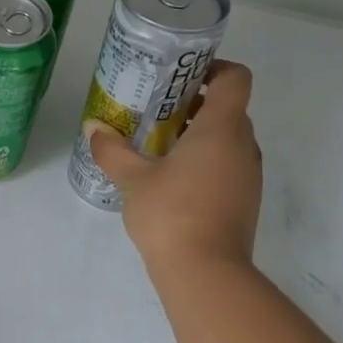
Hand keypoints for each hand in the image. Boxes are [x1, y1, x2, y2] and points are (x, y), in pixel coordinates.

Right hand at [83, 60, 263, 273]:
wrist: (206, 273)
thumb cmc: (171, 214)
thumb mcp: (133, 180)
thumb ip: (112, 151)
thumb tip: (93, 128)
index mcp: (221, 129)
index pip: (235, 79)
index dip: (213, 69)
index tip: (181, 78)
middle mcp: (243, 146)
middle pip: (229, 109)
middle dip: (194, 106)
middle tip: (156, 113)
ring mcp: (249, 176)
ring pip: (227, 141)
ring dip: (198, 137)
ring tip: (158, 148)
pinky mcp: (244, 202)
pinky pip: (227, 167)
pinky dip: (204, 163)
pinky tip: (171, 182)